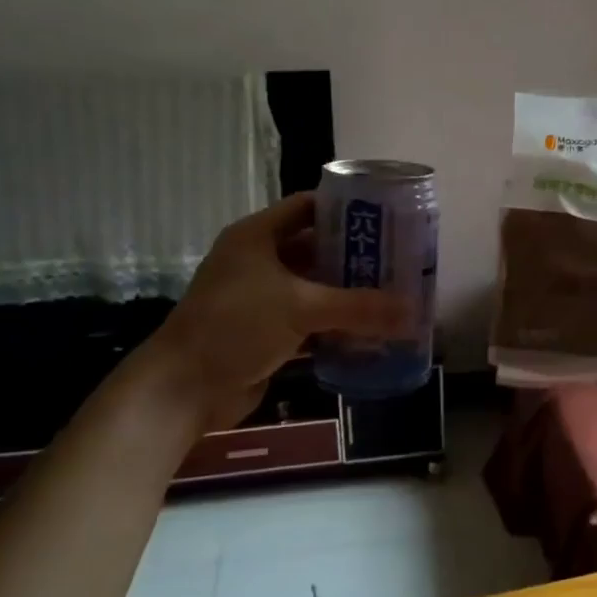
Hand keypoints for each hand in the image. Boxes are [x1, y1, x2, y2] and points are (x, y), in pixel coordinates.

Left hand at [112, 193, 410, 433]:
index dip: (344, 208)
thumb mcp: (300, 308)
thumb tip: (415, 314)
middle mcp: (258, 261)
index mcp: (257, 236)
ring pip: (313, 288)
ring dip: (346, 294)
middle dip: (354, 256)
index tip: (386, 216)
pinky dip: (333, 326)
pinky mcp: (264, 332)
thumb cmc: (236, 327)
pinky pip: (307, 321)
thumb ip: (359, 308)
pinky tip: (368, 332)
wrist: (182, 389)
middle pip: (315, 248)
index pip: (307, 206)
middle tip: (398, 260)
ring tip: (392, 294)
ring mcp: (260, 299)